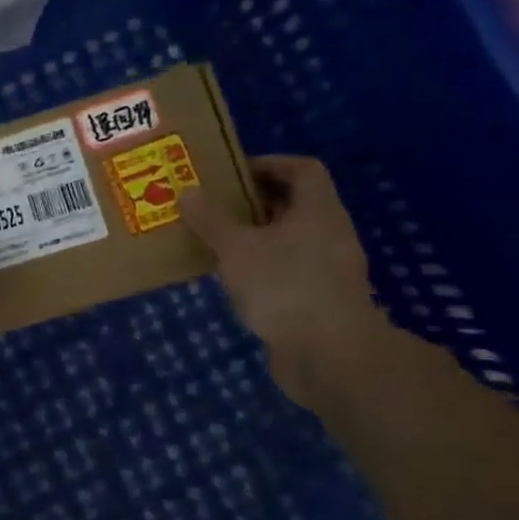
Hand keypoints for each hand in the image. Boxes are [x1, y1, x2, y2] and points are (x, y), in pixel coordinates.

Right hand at [178, 156, 386, 400]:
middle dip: (254, 202)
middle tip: (214, 206)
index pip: (302, 169)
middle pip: (295, 204)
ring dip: (256, 237)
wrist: (330, 356)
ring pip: (290, 240)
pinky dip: (263, 268)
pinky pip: (289, 270)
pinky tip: (234, 280)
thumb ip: (211, 220)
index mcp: (318, 210)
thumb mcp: (237, 248)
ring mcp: (329, 269)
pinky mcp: (321, 300)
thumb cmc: (284, 287)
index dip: (269, 163)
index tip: (233, 173)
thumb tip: (188, 192)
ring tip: (216, 242)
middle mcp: (330, 233)